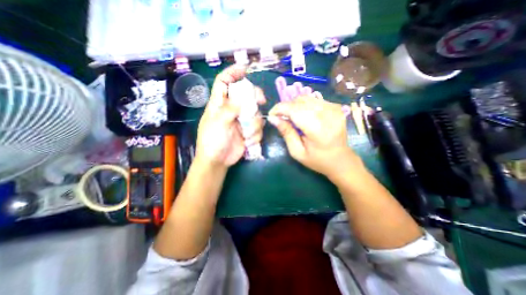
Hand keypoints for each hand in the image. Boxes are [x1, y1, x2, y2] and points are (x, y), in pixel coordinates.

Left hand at [194, 64, 264, 170]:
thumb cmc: (212, 141)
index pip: (224, 82)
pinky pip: (258, 127)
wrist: (218, 161)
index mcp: (220, 104)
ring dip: (254, 124)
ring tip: (246, 135)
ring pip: (255, 113)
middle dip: (255, 96)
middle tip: (261, 101)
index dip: (232, 73)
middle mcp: (232, 109)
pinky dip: (255, 134)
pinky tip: (248, 141)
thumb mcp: (218, 123)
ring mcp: (241, 120)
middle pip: (246, 95)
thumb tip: (244, 98)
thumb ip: (230, 109)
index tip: (245, 68)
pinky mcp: (248, 131)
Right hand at [271, 93, 361, 179]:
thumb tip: (273, 118)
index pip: (294, 110)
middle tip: (281, 118)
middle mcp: (328, 115)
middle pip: (300, 101)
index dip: (280, 109)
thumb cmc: (317, 160)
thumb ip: (286, 133)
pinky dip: (304, 105)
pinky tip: (303, 116)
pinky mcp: (336, 107)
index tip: (271, 115)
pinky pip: (314, 100)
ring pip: (306, 98)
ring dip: (294, 105)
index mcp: (318, 129)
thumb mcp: (297, 152)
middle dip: (286, 107)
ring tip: (291, 117)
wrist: (341, 160)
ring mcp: (334, 109)